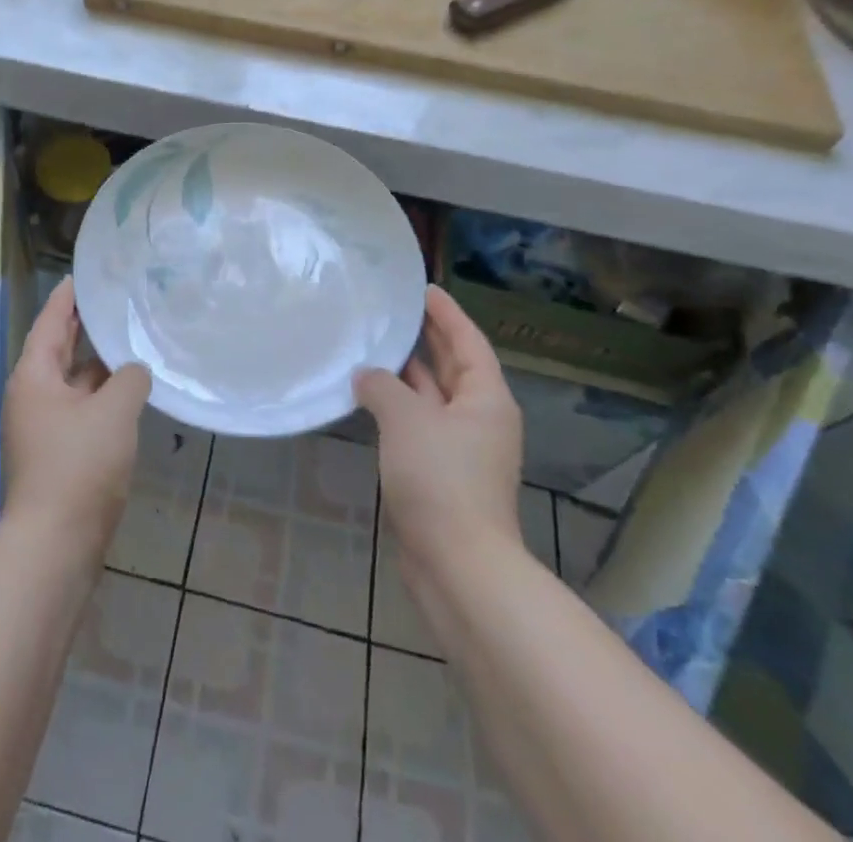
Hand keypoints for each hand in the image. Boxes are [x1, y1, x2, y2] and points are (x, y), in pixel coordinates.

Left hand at [3, 279, 151, 556]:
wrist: (55, 544)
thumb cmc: (79, 465)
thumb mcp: (113, 411)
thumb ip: (129, 378)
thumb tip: (133, 371)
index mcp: (35, 376)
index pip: (52, 321)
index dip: (68, 296)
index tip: (84, 273)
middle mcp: (34, 395)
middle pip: (60, 349)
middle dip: (85, 326)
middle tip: (115, 299)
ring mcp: (46, 426)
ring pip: (76, 381)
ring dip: (100, 363)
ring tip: (132, 338)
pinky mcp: (61, 452)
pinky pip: (84, 408)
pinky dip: (104, 394)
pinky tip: (131, 389)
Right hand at [356, 286, 527, 575]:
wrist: (457, 564)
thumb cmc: (440, 478)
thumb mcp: (406, 420)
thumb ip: (382, 386)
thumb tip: (366, 375)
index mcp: (485, 398)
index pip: (467, 341)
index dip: (446, 313)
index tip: (424, 289)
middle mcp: (479, 418)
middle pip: (453, 366)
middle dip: (427, 338)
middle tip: (396, 310)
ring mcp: (461, 449)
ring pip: (433, 397)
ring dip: (408, 374)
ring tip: (375, 345)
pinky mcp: (442, 474)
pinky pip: (420, 425)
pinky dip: (399, 406)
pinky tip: (370, 397)